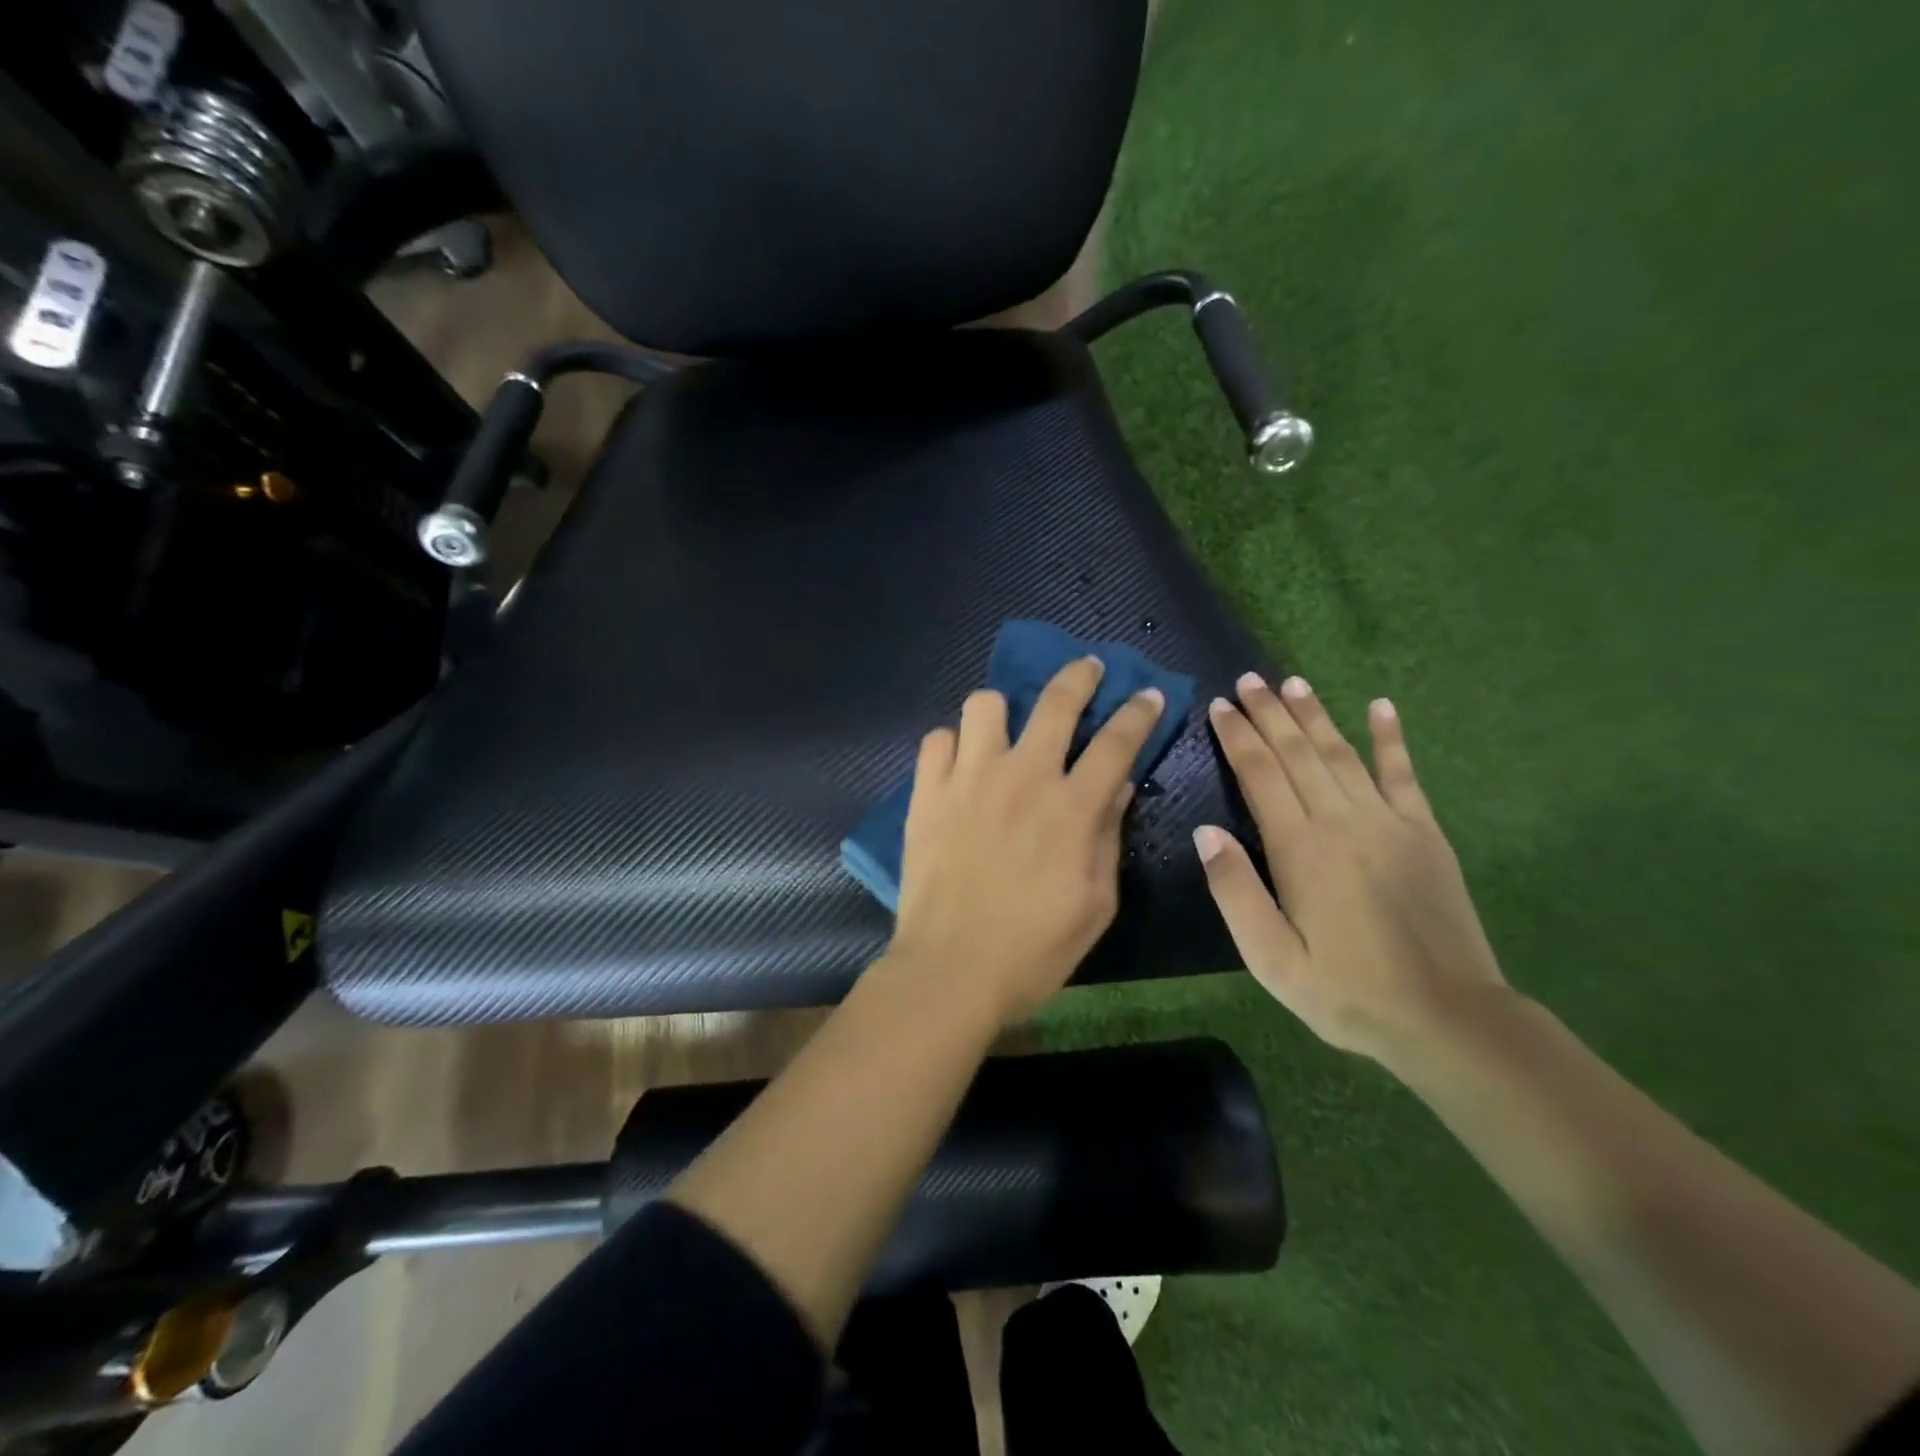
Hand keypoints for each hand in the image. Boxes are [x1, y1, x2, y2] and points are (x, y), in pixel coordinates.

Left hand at [891, 657, 1165, 1021]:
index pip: (1117, 741)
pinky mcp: (926, 792)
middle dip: (1079, 675)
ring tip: (1004, 732)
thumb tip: (1118, 785)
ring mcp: (968, 779)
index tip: (1146, 695)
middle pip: (1056, 701)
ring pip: (985, 705)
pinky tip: (960, 767)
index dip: (1137, 712)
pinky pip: (937, 740)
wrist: (950, 971)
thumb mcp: (1095, 903)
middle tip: (1087, 669)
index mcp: (1071, 807)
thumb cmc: (1034, 949)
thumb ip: (1108, 836)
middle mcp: (1022, 777)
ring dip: (1002, 712)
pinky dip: (953, 746)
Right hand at [1194, 673, 1506, 1068]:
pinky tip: (1382, 707)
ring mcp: (1389, 822)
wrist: (1447, 1018)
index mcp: (1300, 848)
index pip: (1260, 774)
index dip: (1237, 737)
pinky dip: (1391, 739)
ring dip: (1315, 715)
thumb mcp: (1271, 958)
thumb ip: (1235, 891)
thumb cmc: (1346, 992)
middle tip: (1248, 680)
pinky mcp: (1425, 834)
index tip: (1219, 706)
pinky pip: (1404, 774)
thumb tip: (1206, 832)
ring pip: (1342, 754)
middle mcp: (1342, 821)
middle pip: (1298, 753)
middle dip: (1269, 713)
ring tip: (1292, 683)